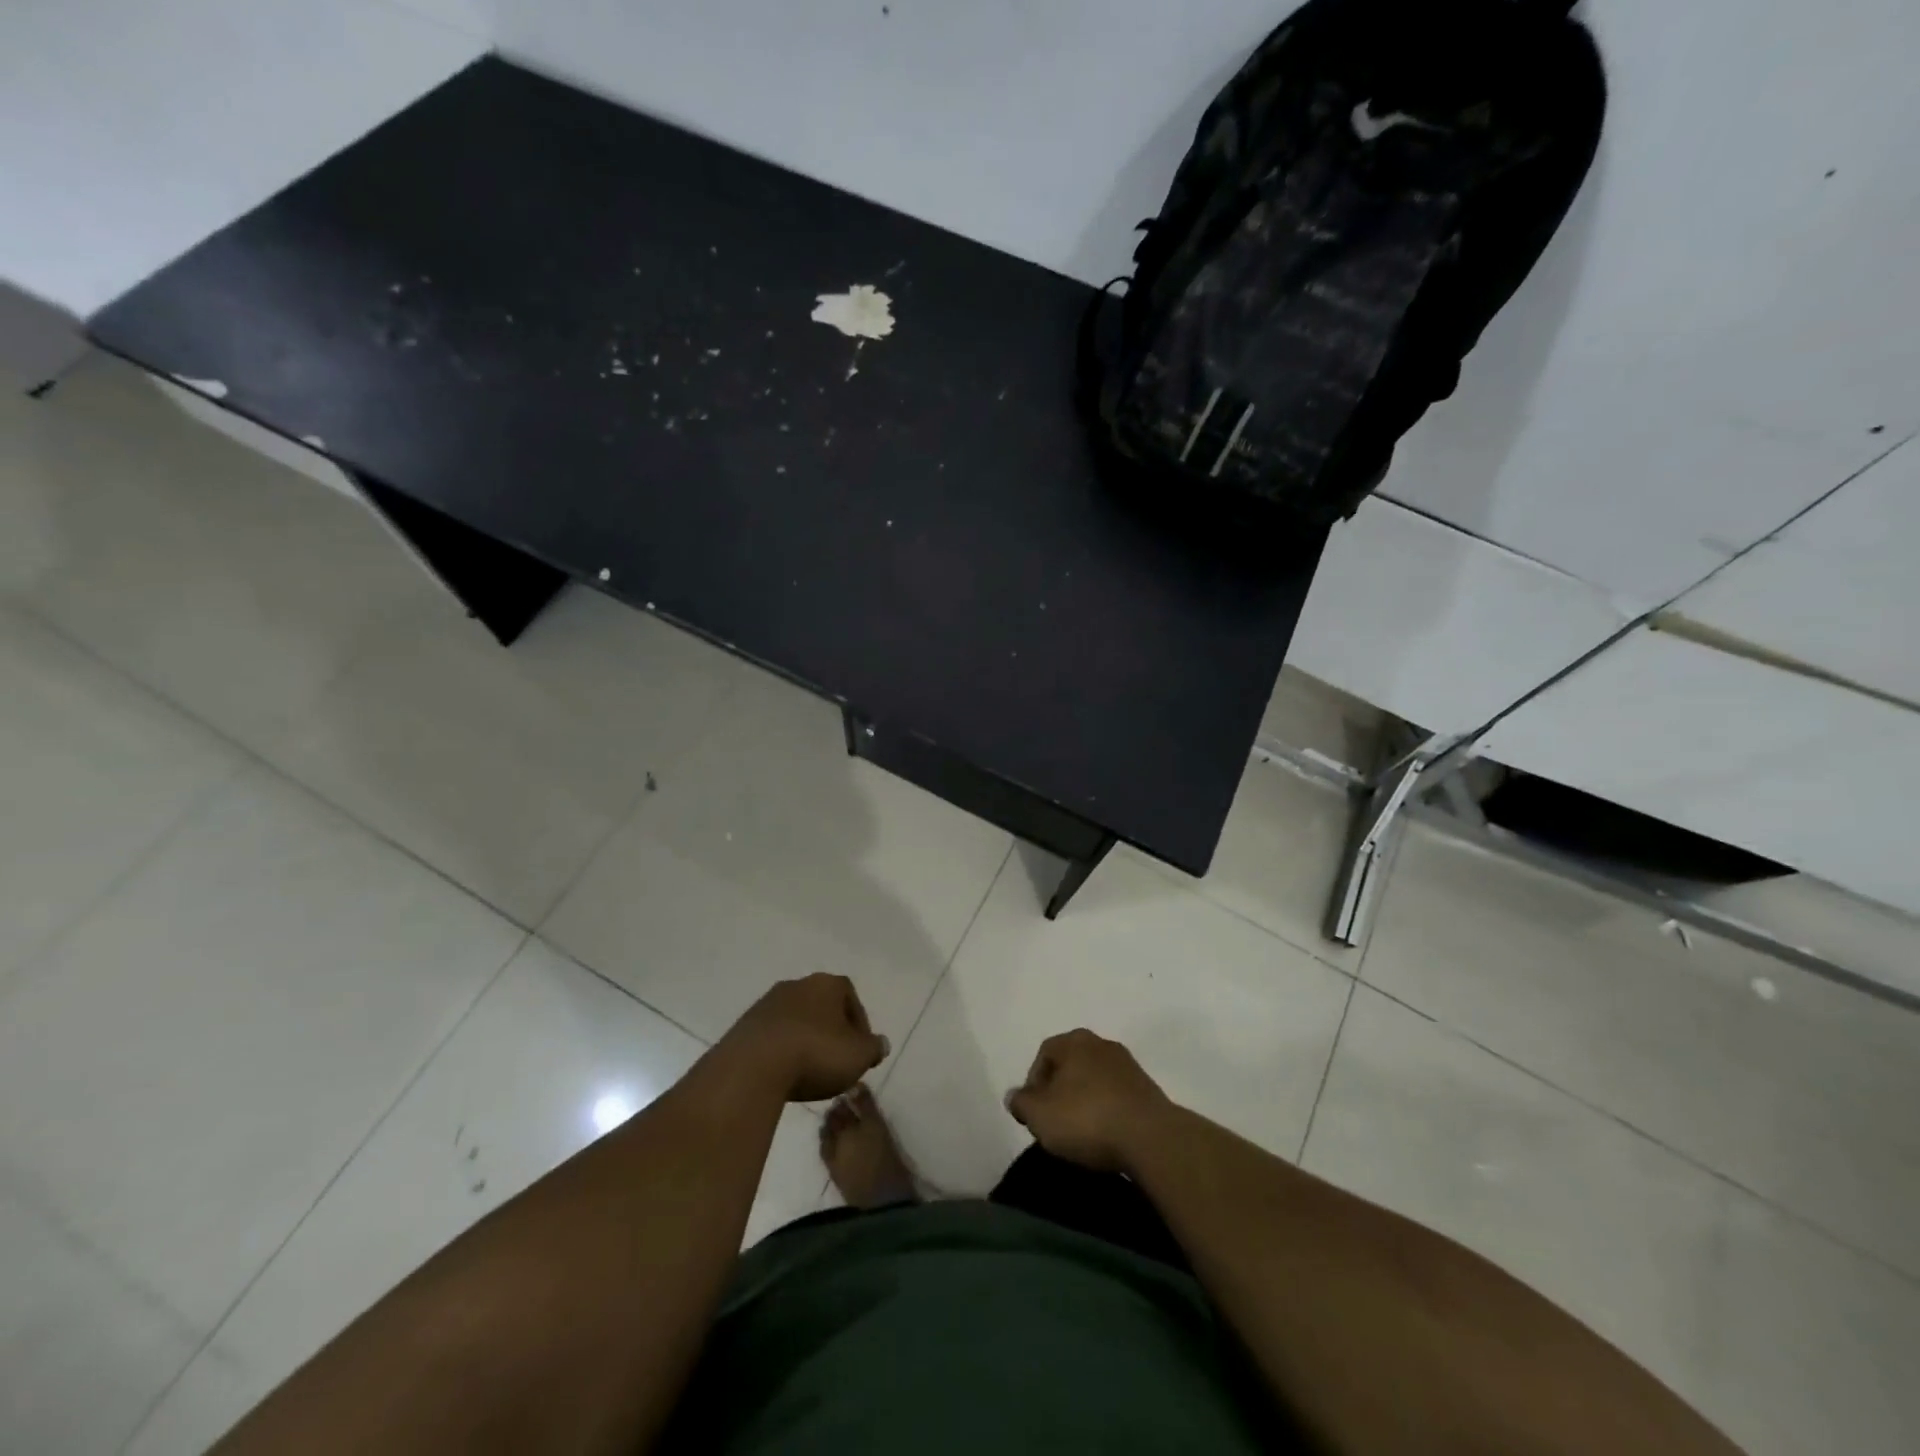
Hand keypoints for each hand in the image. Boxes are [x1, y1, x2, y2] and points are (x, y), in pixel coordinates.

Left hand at [718, 974, 888, 1102]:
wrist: (752, 1067)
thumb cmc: (815, 1053)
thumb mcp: (857, 1056)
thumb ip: (873, 1048)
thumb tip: (881, 1043)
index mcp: (827, 984)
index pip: (850, 996)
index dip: (859, 1024)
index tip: (860, 1050)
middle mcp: (797, 985)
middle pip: (821, 1005)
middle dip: (830, 1030)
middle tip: (836, 1059)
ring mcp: (767, 1003)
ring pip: (795, 1019)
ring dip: (804, 1039)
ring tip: (808, 1070)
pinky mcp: (744, 1025)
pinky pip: (772, 1035)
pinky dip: (781, 1050)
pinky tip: (783, 1073)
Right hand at [1005, 1029, 1172, 1173]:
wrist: (1150, 1138)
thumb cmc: (1086, 1118)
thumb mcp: (1039, 1115)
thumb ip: (1021, 1103)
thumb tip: (1014, 1096)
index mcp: (1074, 1041)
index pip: (1044, 1054)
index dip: (1033, 1084)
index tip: (1033, 1114)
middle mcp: (1102, 1044)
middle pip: (1071, 1065)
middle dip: (1059, 1091)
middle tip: (1054, 1122)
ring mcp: (1128, 1065)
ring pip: (1095, 1081)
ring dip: (1085, 1102)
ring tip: (1080, 1133)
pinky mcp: (1148, 1090)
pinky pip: (1116, 1097)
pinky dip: (1107, 1112)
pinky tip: (1105, 1136)